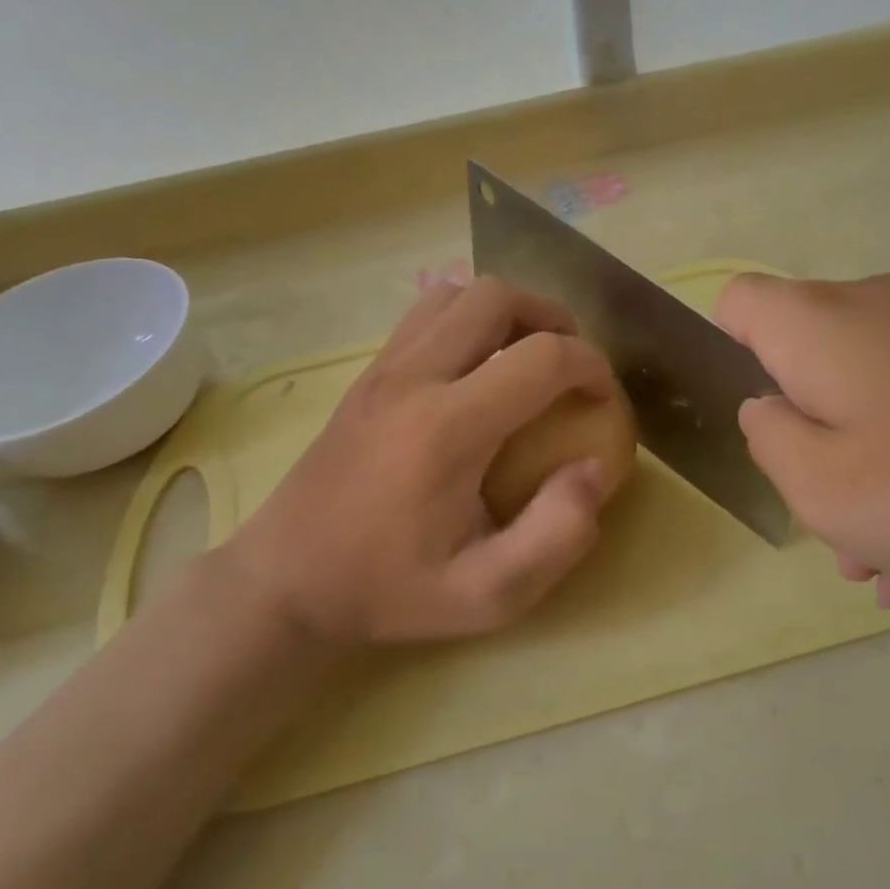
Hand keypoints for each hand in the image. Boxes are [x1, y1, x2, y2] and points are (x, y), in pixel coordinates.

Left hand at [211, 277, 620, 647]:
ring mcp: (382, 368)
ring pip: (457, 293)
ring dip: (506, 312)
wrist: (285, 579)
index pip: (542, 356)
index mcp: (448, 429)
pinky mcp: (366, 374)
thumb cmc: (388, 590)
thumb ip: (557, 535)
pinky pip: (425, 314)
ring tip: (526, 358)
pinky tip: (476, 370)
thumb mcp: (487, 595)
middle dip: (551, 318)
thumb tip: (595, 469)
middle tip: (570, 366)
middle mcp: (413, 379)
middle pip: (496, 297)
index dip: (592, 366)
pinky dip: (467, 320)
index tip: (604, 401)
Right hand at [716, 272, 889, 595]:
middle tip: (824, 519)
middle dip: (802, 441)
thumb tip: (769, 408)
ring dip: (858, 472)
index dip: (728, 356)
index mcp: (818, 323)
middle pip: (804, 362)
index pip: (738, 302)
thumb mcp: (819, 487)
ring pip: (866, 397)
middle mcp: (874, 308)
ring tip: (879, 563)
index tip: (761, 424)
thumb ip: (769, 439)